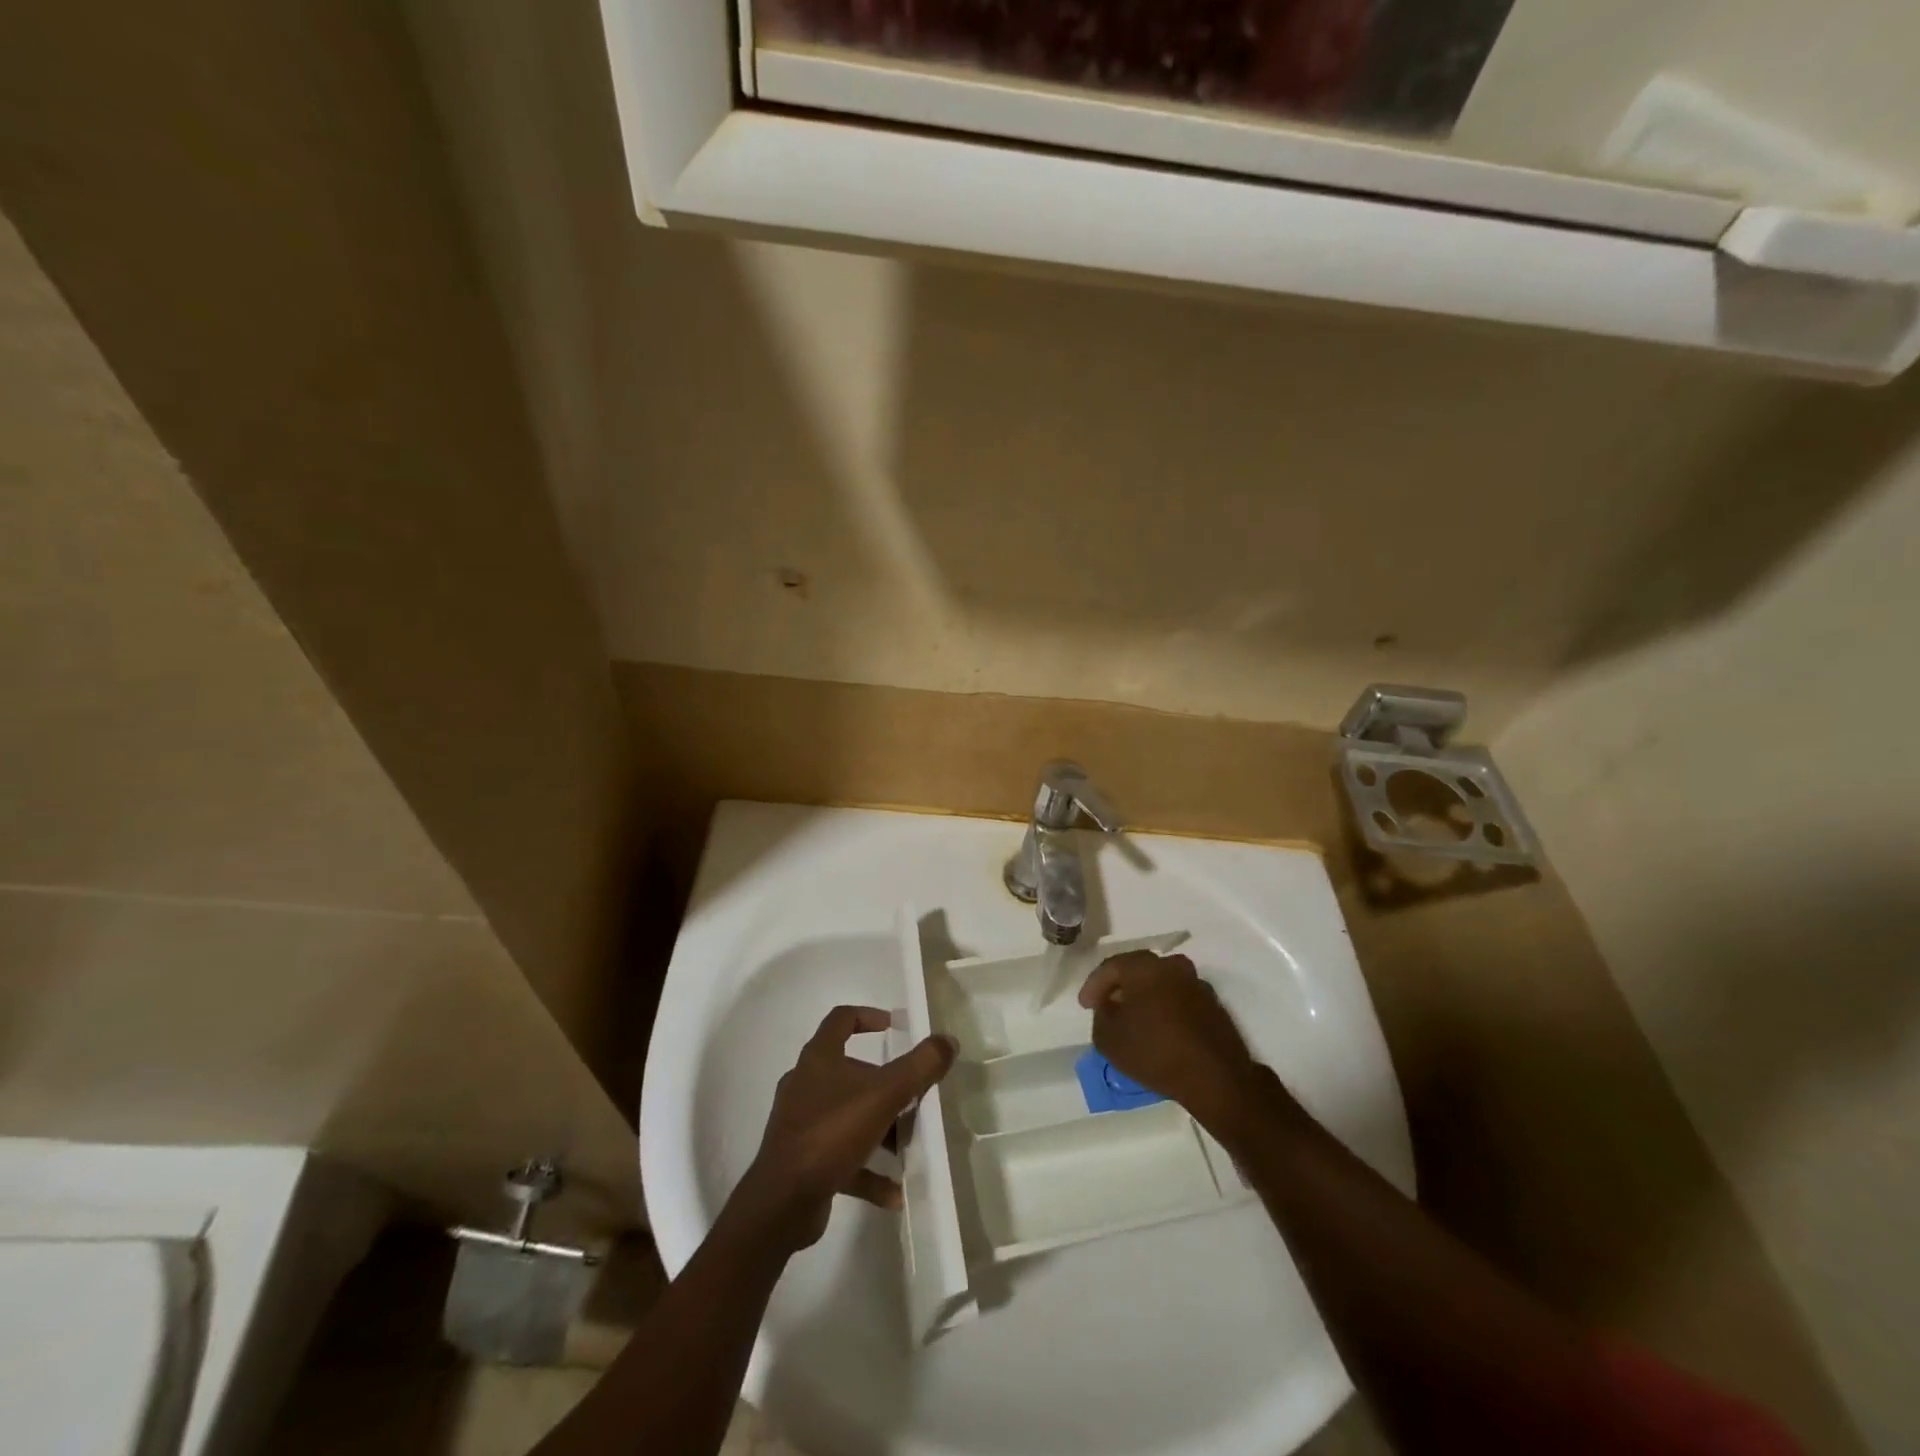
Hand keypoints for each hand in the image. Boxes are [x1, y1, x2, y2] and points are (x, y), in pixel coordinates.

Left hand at [735, 1005, 956, 1251]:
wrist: (782, 1202)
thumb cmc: (832, 1132)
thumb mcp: (885, 1094)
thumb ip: (920, 1066)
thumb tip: (947, 1041)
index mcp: (819, 1058)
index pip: (841, 1019)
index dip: (869, 1017)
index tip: (895, 1026)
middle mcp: (805, 1084)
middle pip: (849, 1071)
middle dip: (884, 1084)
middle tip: (912, 1095)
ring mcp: (800, 1123)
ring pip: (847, 1115)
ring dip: (878, 1128)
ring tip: (907, 1145)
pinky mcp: (802, 1160)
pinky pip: (842, 1157)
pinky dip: (867, 1169)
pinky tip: (894, 1192)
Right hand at [1078, 952, 1260, 1130]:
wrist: (1215, 1078)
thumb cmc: (1155, 1052)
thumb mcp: (1108, 1039)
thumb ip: (1101, 1015)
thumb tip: (1109, 1006)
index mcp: (1144, 966)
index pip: (1111, 967)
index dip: (1094, 986)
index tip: (1085, 1005)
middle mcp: (1172, 966)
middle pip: (1137, 970)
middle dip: (1120, 986)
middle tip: (1107, 1005)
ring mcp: (1196, 983)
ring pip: (1161, 982)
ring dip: (1144, 996)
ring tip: (1134, 1018)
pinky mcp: (1213, 1004)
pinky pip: (1179, 998)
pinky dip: (1165, 1007)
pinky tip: (1159, 1027)